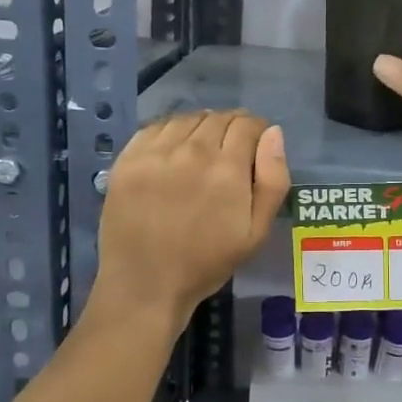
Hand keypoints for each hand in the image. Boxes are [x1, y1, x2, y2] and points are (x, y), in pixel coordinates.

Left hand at [94, 110, 288, 327]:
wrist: (145, 284)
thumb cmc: (206, 262)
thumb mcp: (256, 232)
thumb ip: (273, 180)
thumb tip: (273, 133)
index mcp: (227, 168)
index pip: (247, 124)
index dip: (256, 130)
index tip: (255, 146)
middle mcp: (191, 150)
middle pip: (218, 117)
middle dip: (231, 128)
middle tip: (230, 153)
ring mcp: (155, 152)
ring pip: (188, 118)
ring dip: (202, 127)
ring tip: (201, 152)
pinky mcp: (128, 158)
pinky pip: (157, 127)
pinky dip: (172, 131)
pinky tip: (173, 152)